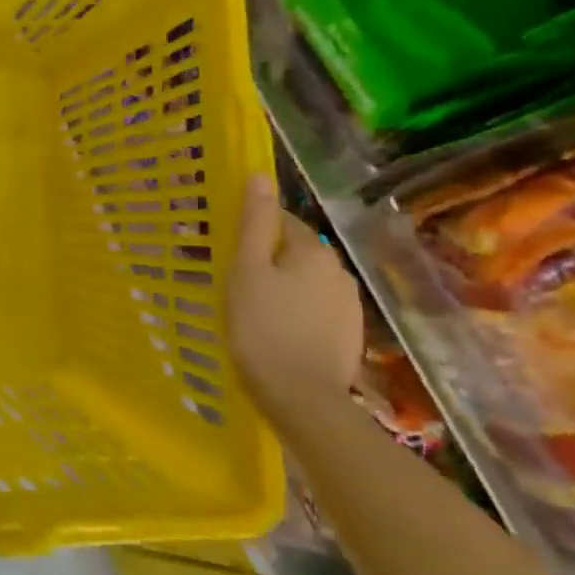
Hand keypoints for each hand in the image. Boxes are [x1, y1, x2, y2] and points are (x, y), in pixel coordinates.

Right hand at [227, 174, 363, 421]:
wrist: (301, 398)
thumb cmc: (262, 327)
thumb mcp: (247, 270)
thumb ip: (253, 223)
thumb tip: (259, 176)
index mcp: (314, 250)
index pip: (281, 221)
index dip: (252, 229)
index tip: (226, 246)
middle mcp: (339, 271)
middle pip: (295, 250)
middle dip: (267, 257)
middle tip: (233, 277)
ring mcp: (348, 305)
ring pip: (305, 281)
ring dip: (282, 285)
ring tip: (251, 305)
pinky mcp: (347, 334)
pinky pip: (314, 308)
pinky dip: (295, 310)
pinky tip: (275, 328)